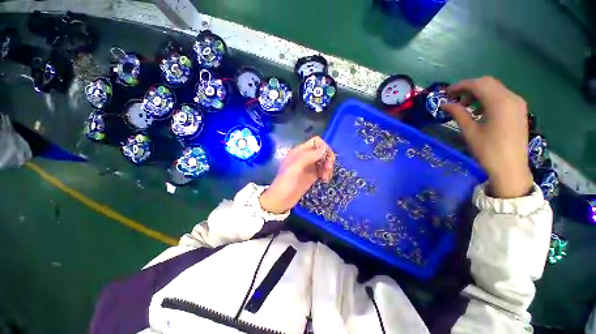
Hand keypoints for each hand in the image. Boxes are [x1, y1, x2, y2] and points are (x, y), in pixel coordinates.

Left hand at [260, 136, 334, 213]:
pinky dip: (326, 173)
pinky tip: (325, 180)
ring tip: (326, 178)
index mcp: (299, 152)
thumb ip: (308, 156)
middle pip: (322, 151)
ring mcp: (309, 167)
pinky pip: (323, 170)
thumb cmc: (285, 183)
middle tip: (328, 170)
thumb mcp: (294, 168)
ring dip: (328, 167)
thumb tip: (324, 148)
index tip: (326, 159)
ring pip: (324, 161)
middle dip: (328, 158)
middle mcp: (305, 157)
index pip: (316, 142)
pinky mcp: (312, 176)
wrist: (280, 201)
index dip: (324, 148)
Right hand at [441, 76, 533, 197]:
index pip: (478, 84)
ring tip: (465, 106)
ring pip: (495, 88)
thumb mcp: (470, 131)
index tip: (446, 93)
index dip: (460, 86)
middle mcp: (512, 98)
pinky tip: (479, 111)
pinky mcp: (519, 110)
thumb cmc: (488, 151)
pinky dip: (488, 99)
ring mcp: (518, 104)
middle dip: (469, 87)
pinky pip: (502, 97)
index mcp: (500, 102)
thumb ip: (458, 113)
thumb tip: (444, 104)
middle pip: (488, 83)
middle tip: (454, 98)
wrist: (510, 168)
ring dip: (478, 93)